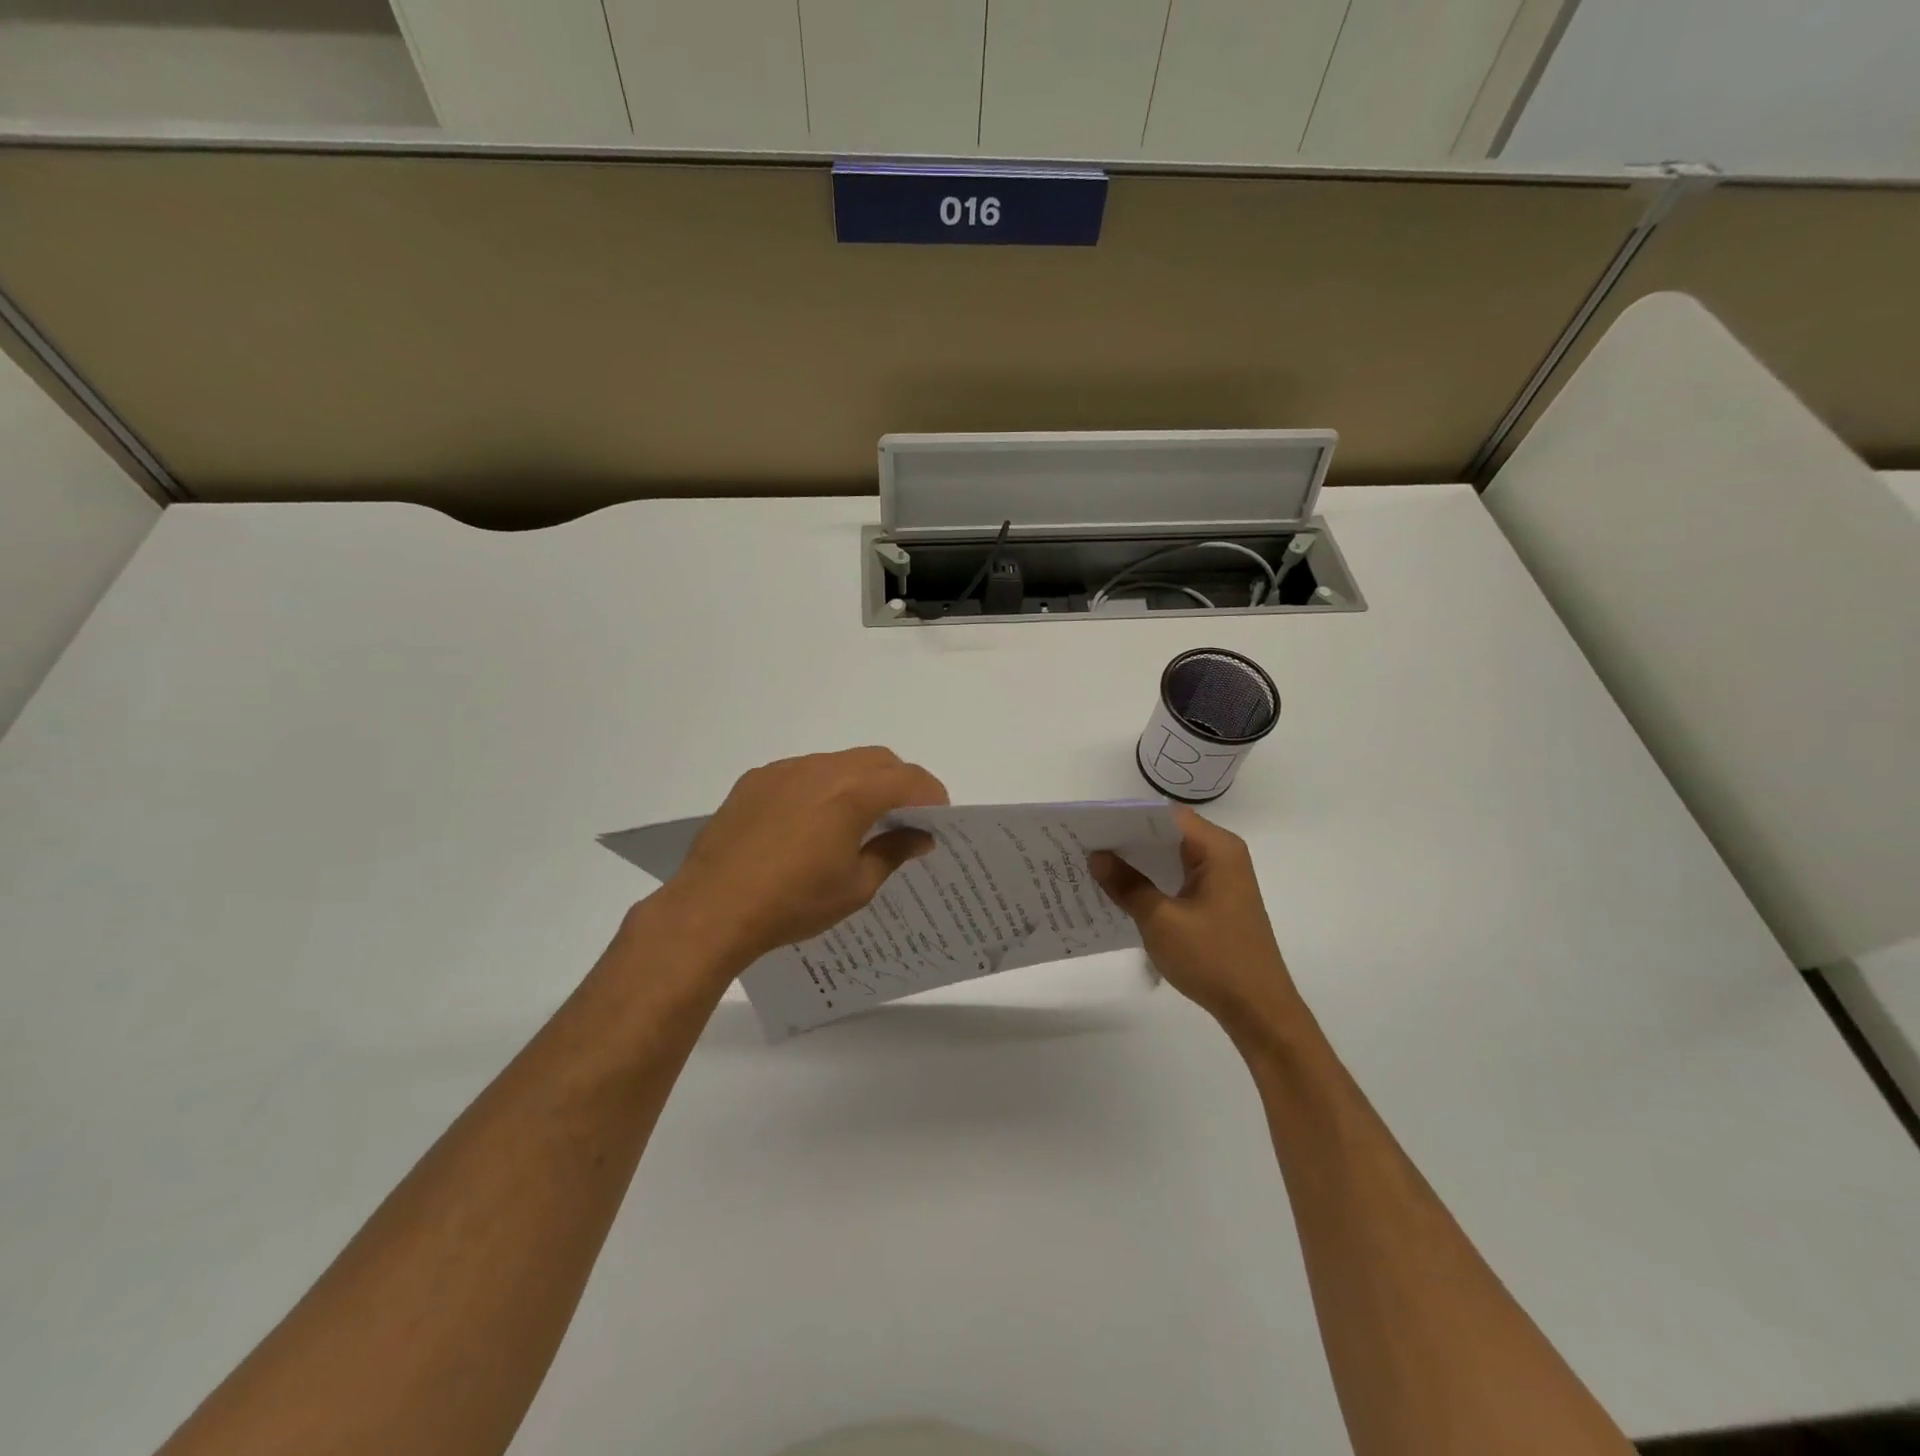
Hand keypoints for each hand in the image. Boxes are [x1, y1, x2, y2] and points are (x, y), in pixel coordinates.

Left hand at [662, 747, 948, 969]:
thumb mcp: (856, 886)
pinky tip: (810, 823)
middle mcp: (821, 769)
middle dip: (899, 782)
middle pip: (877, 760)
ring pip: (838, 762)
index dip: (932, 795)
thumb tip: (920, 836)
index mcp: (853, 793)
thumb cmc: (793, 903)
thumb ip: (893, 852)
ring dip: (859, 781)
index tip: (938, 819)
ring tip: (856, 820)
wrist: (712, 908)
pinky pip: (802, 771)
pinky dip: (822, 786)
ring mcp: (784, 771)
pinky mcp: (755, 780)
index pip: (909, 778)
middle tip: (903, 818)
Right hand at [1089, 808, 1302, 1043]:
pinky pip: (1178, 878)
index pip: (1166, 816)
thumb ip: (1128, 884)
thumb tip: (1097, 856)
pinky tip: (1123, 892)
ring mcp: (1222, 879)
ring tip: (1095, 866)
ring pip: (1171, 857)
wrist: (1258, 1010)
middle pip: (1168, 834)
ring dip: (1138, 862)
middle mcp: (1223, 855)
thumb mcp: (1161, 921)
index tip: (1091, 826)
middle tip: (1085, 845)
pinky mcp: (1217, 901)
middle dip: (1128, 839)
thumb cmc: (1213, 959)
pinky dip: (1152, 881)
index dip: (1127, 818)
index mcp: (1217, 849)